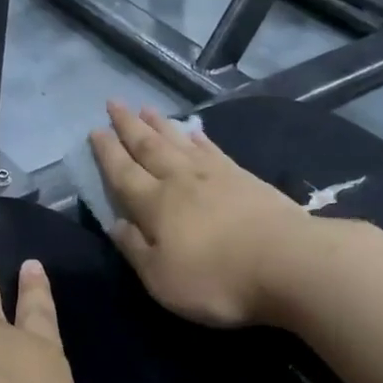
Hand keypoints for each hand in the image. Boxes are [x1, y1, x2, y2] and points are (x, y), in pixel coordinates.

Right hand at [88, 102, 312, 327]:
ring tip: (146, 108)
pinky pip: (213, 149)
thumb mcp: (162, 278)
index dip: (107, 152)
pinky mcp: (245, 178)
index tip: (95, 131)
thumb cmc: (216, 279)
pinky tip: (194, 131)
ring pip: (179, 141)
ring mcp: (216, 175)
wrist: (288, 263)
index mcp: (155, 204)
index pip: (123, 173)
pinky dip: (199, 138)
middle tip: (114, 103)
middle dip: (129, 126)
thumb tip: (115, 224)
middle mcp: (181, 180)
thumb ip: (135, 249)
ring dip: (160, 124)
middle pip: (149, 146)